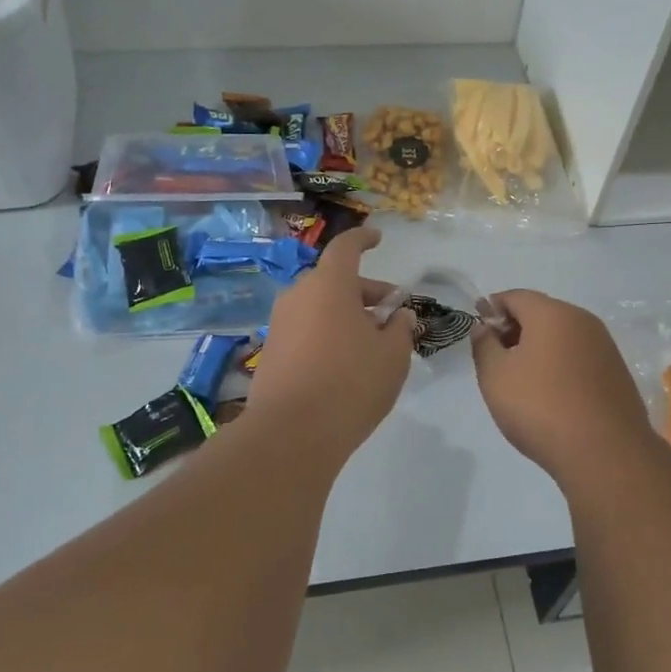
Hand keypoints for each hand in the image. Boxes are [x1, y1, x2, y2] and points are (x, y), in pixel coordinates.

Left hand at [245, 228, 416, 453]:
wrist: (291, 433)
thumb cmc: (351, 383)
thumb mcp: (392, 356)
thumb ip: (400, 329)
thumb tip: (399, 316)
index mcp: (330, 284)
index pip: (346, 247)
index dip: (363, 239)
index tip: (378, 238)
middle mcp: (299, 295)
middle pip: (334, 280)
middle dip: (366, 291)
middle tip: (392, 313)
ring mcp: (280, 324)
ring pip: (319, 306)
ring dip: (346, 314)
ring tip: (373, 342)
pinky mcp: (270, 352)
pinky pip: (305, 329)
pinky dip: (327, 333)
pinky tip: (345, 363)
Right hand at [471, 290, 655, 481]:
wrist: (604, 452)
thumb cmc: (540, 407)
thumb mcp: (495, 377)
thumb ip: (484, 346)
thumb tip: (484, 328)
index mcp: (552, 314)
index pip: (516, 296)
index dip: (492, 308)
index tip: (479, 329)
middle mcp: (583, 321)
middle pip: (542, 313)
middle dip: (516, 327)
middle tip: (496, 356)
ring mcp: (605, 346)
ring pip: (563, 335)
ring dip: (539, 347)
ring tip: (521, 378)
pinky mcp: (617, 372)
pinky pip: (580, 356)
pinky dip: (561, 363)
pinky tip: (551, 392)